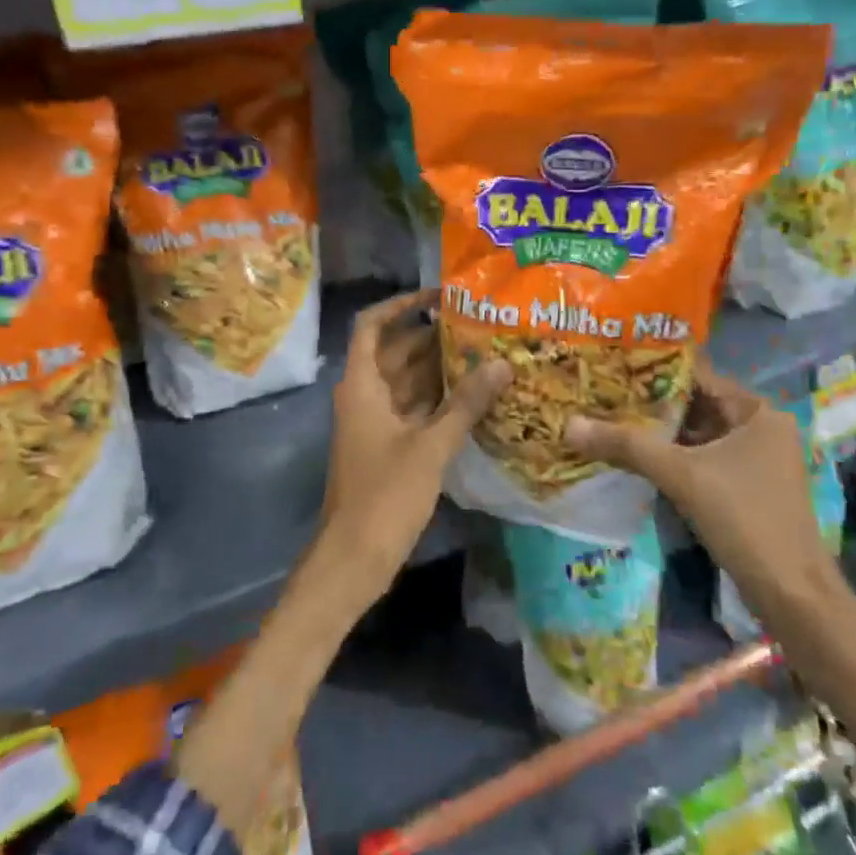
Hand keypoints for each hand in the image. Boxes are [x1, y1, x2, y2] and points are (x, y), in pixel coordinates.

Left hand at [322, 290, 510, 597]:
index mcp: (362, 385)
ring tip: (486, 353)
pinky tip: (476, 397)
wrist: (353, 558)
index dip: (401, 304)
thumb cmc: (384, 495)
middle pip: (396, 352)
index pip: (372, 325)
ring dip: (440, 369)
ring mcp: (376, 423)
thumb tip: (502, 364)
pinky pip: (415, 410)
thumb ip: (465, 404)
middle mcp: (365, 396)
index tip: (439, 296)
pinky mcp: (389, 447)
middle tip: (480, 324)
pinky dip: (440, 401)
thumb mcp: (429, 447)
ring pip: (408, 383)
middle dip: (432, 336)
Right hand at [567, 366, 835, 607]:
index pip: (698, 376)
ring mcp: (755, 462)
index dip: (654, 371)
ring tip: (608, 421)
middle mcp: (761, 429)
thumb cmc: (744, 518)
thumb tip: (569, 424)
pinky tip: (634, 458)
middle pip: (695, 406)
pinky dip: (672, 459)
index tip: (611, 367)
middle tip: (601, 395)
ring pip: (697, 436)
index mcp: (758, 412)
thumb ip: (626, 445)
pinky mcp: (746, 490)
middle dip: (651, 405)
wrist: (791, 594)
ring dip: (658, 434)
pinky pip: (701, 461)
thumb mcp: (680, 474)